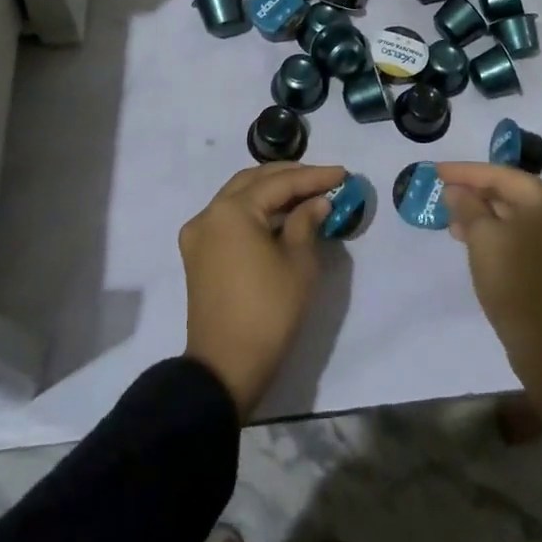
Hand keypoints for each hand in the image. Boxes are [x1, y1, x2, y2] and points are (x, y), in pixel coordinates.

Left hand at [179, 162, 341, 415]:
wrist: (225, 368)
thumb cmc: (268, 312)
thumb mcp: (298, 263)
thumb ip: (307, 221)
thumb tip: (316, 202)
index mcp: (232, 211)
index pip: (279, 183)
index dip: (314, 177)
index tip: (343, 174)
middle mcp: (209, 214)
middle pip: (253, 181)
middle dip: (290, 177)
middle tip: (323, 179)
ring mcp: (199, 234)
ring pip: (239, 197)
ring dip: (271, 192)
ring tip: (306, 193)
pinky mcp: (198, 254)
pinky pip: (229, 218)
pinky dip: (255, 211)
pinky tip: (279, 215)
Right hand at [438, 162, 541, 421]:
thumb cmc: (516, 281)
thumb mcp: (482, 238)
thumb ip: (467, 206)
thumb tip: (456, 190)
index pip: (502, 175)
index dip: (465, 172)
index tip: (436, 172)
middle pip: (514, 194)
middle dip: (476, 196)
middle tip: (444, 197)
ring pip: (520, 218)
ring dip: (486, 218)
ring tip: (454, 225)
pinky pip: (528, 238)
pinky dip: (503, 236)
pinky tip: (478, 245)